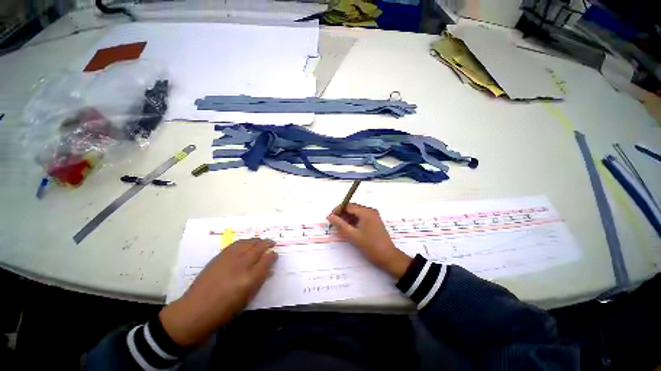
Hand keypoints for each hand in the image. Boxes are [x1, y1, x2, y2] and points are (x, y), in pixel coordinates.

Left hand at [159, 239, 276, 346]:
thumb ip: (259, 282)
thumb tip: (268, 270)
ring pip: (248, 243)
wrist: (194, 311)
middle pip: (259, 248)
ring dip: (257, 241)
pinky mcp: (219, 256)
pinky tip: (246, 243)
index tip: (275, 255)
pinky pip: (236, 244)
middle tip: (272, 243)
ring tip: (261, 241)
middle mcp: (242, 265)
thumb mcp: (247, 299)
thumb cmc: (224, 311)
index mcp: (250, 279)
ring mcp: (229, 258)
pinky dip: (245, 242)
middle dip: (267, 244)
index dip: (273, 256)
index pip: (267, 260)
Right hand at [327, 204, 410, 279]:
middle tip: (334, 223)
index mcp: (366, 212)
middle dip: (342, 214)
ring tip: (340, 227)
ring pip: (356, 213)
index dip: (338, 210)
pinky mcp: (374, 221)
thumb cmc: (370, 246)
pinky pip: (361, 217)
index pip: (348, 206)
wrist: (388, 257)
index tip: (330, 218)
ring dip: (347, 218)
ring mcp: (373, 216)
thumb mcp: (353, 235)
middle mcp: (370, 211)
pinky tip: (349, 228)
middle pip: (353, 208)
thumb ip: (340, 224)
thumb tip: (329, 216)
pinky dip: (354, 221)